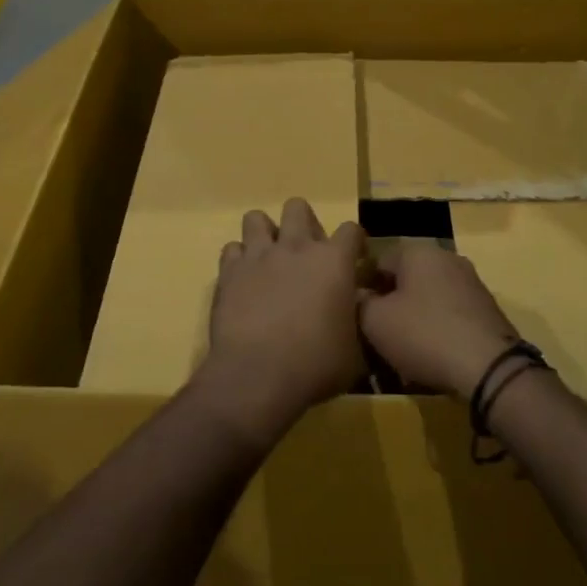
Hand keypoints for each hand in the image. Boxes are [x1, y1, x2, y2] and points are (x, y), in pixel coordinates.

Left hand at [197, 198, 367, 444]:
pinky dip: (239, 261)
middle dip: (304, 224)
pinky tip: (244, 280)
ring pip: (256, 218)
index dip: (354, 243)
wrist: (258, 377)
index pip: (351, 229)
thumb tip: (356, 310)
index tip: (353, 261)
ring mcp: (259, 256)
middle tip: (306, 255)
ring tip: (269, 259)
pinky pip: (232, 249)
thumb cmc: (315, 366)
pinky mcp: (229, 272)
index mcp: (333, 261)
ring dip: (265, 234)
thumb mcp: (354, 351)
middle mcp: (296, 247)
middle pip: (298, 207)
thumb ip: (357, 321)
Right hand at [358, 242, 520, 398]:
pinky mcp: (486, 309)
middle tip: (377, 334)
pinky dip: (437, 330)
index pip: (378, 261)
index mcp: (418, 252)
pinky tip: (430, 357)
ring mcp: (471, 283)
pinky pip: (450, 315)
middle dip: (390, 304)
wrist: (489, 367)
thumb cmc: (424, 334)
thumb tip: (357, 296)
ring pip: (428, 298)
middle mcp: (447, 258)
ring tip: (402, 351)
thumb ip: (359, 303)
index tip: (355, 314)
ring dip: (413, 319)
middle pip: (406, 279)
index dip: (362, 286)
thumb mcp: (375, 321)